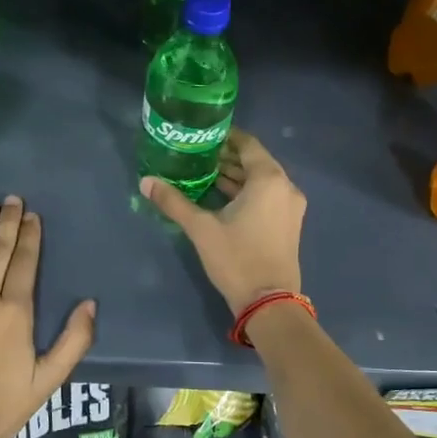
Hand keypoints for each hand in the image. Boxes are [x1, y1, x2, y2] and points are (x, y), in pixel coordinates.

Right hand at [140, 129, 305, 313]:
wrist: (269, 303)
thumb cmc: (237, 259)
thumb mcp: (201, 229)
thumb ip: (174, 202)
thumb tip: (145, 182)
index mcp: (268, 180)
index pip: (247, 144)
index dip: (226, 137)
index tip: (203, 135)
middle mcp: (285, 187)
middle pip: (255, 161)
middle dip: (227, 157)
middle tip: (197, 154)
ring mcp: (290, 207)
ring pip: (261, 180)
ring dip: (236, 176)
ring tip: (204, 173)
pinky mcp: (289, 223)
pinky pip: (267, 196)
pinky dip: (247, 192)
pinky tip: (221, 197)